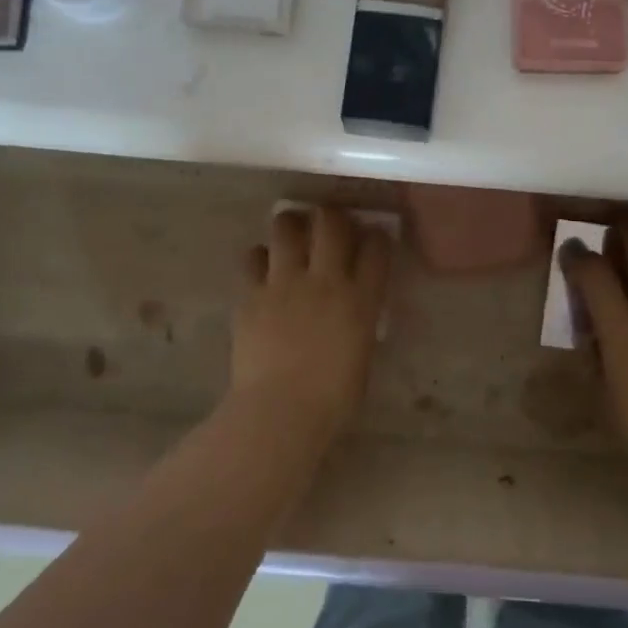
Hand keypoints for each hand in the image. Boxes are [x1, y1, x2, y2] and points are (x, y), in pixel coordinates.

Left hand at [231, 207, 393, 446]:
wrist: (280, 411)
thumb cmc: (332, 398)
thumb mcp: (362, 353)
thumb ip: (359, 319)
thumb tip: (354, 304)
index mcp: (360, 299)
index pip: (376, 248)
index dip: (376, 236)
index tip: (372, 238)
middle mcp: (325, 280)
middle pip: (331, 223)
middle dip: (332, 216)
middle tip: (329, 223)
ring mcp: (284, 283)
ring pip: (286, 227)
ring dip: (292, 224)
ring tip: (293, 232)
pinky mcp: (251, 293)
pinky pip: (252, 257)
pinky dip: (259, 257)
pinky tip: (263, 267)